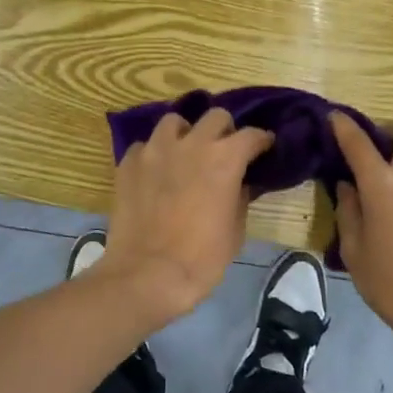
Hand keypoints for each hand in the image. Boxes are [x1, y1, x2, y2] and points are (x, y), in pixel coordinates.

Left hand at [95, 109, 274, 324]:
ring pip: (174, 122)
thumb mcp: (235, 231)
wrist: (146, 275)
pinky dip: (154, 155)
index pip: (251, 135)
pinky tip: (155, 172)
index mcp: (224, 159)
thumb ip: (240, 197)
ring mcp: (155, 149)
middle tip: (224, 150)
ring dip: (185, 134)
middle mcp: (191, 143)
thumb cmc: (201, 259)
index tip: (264, 148)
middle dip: (225, 130)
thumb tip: (239, 183)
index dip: (261, 141)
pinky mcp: (128, 162)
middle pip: (215, 117)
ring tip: (185, 153)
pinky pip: (145, 146)